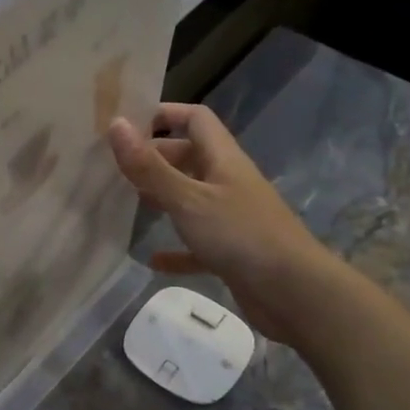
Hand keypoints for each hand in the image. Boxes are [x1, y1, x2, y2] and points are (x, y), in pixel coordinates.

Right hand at [107, 105, 340, 344]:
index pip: (195, 119)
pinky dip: (175, 249)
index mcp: (222, 159)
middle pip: (188, 157)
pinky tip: (152, 259)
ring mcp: (231, 218)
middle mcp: (227, 182)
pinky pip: (196, 244)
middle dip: (154, 159)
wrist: (296, 294)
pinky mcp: (231, 252)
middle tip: (113, 167)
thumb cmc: (241, 236)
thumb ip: (150, 167)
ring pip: (190, 198)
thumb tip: (115, 124)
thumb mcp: (188, 199)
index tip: (126, 124)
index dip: (163, 114)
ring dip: (162, 199)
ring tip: (125, 203)